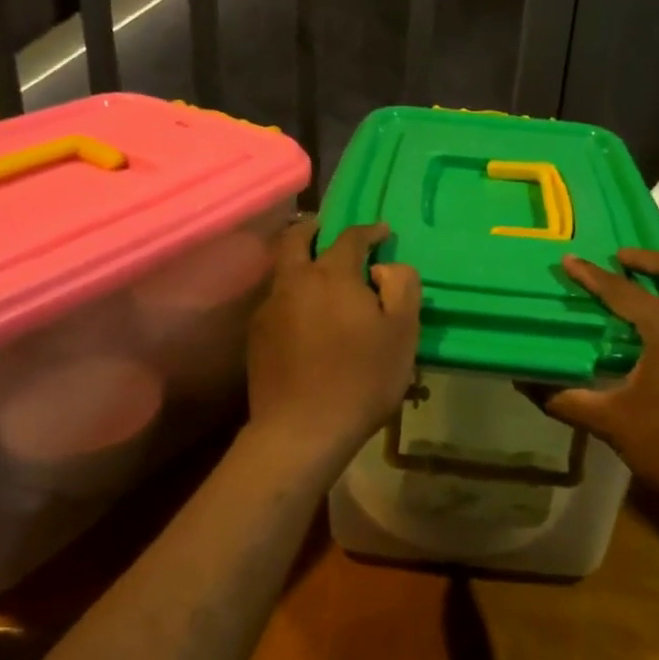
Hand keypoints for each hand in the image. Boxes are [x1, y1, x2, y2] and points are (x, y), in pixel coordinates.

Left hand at [246, 220, 420, 464]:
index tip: (382, 233)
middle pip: (296, 239)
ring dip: (298, 262)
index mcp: (332, 274)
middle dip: (313, 229)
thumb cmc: (362, 379)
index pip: (350, 237)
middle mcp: (295, 281)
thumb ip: (402, 288)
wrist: (302, 430)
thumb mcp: (402, 333)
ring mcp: (270, 308)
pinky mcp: (256, 336)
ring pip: (282, 271)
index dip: (369, 231)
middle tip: (327, 231)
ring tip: (317, 276)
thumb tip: (387, 267)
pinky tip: (303, 317)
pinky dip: (291, 295)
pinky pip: (275, 301)